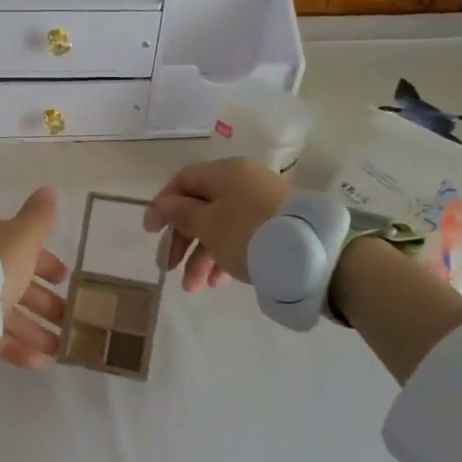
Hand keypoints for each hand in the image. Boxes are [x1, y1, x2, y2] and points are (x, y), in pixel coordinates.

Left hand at [0, 186, 68, 368]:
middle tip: (70, 319)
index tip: (66, 279)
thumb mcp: (22, 239)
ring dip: (38, 331)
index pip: (26, 251)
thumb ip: (39, 219)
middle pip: (20, 285)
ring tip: (62, 350)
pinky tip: (41, 364)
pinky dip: (19, 349)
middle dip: (46, 302)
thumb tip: (49, 190)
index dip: (48, 264)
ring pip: (11, 315)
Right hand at [143, 158, 289, 291]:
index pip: (184, 180)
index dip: (163, 204)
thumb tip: (162, 204)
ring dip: (201, 257)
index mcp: (224, 173)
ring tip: (193, 287)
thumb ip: (180, 214)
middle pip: (200, 207)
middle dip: (182, 240)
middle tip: (169, 266)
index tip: (151, 232)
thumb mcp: (207, 224)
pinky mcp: (275, 228)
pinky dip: (224, 258)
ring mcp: (261, 205)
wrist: (310, 254)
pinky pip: (240, 239)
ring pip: (220, 227)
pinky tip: (217, 283)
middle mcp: (242, 183)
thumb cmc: (247, 232)